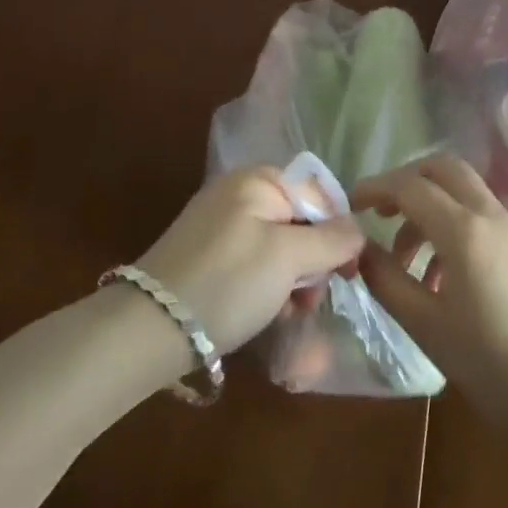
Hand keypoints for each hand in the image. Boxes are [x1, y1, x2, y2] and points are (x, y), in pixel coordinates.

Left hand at [137, 167, 365, 353]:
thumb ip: (330, 240)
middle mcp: (239, 193)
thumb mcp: (287, 258)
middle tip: (310, 300)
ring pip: (279, 247)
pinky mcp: (208, 255)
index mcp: (258, 179)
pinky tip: (267, 315)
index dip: (339, 230)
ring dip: (293, 281)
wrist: (149, 328)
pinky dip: (267, 287)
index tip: (347, 272)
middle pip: (300, 220)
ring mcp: (221, 224)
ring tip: (289, 314)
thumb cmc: (228, 282)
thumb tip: (358, 231)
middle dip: (313, 262)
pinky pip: (255, 263)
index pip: (319, 194)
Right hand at [354, 156, 507, 429]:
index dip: (374, 188)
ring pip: (462, 192)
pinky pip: (479, 216)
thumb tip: (359, 250)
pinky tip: (440, 278)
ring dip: (428, 209)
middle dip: (406, 181)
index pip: (409, 186)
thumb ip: (387, 281)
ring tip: (406, 263)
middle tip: (380, 213)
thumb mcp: (427, 326)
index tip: (349, 206)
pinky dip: (451, 226)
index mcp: (463, 230)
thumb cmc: (494, 362)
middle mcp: (489, 215)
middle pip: (442, 169)